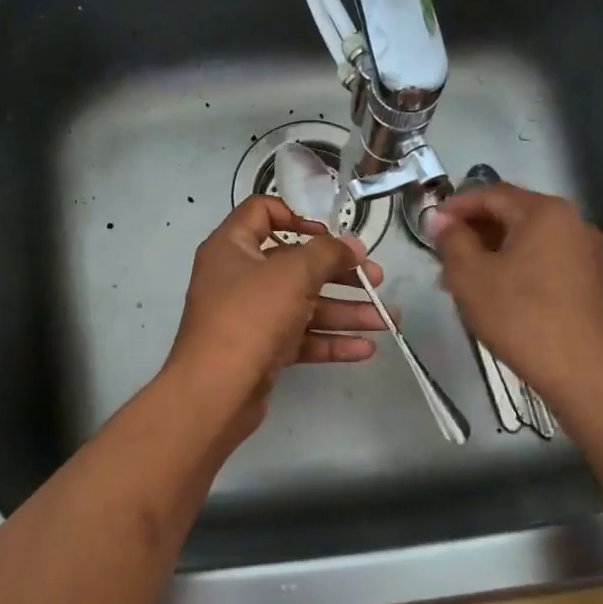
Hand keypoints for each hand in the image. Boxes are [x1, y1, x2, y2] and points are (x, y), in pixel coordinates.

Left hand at [164, 196, 387, 434]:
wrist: (215, 391)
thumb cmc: (250, 316)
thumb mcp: (293, 273)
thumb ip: (327, 253)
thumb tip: (350, 247)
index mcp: (232, 247)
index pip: (263, 212)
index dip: (298, 216)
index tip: (331, 235)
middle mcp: (238, 278)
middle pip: (294, 264)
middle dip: (340, 273)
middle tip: (376, 279)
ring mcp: (249, 316)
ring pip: (303, 305)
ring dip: (345, 311)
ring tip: (387, 319)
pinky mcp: (260, 350)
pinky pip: (300, 338)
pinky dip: (330, 341)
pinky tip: (365, 348)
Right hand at [429, 182, 602, 404]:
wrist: (584, 368)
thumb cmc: (520, 315)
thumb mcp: (470, 276)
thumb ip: (451, 240)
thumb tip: (439, 219)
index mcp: (544, 211)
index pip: (491, 194)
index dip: (456, 206)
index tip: (430, 225)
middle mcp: (571, 220)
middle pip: (512, 213)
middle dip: (474, 230)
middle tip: (443, 253)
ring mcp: (585, 249)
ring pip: (527, 238)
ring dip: (493, 249)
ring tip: (463, 278)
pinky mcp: (590, 277)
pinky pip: (544, 258)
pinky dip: (516, 264)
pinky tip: (496, 291)